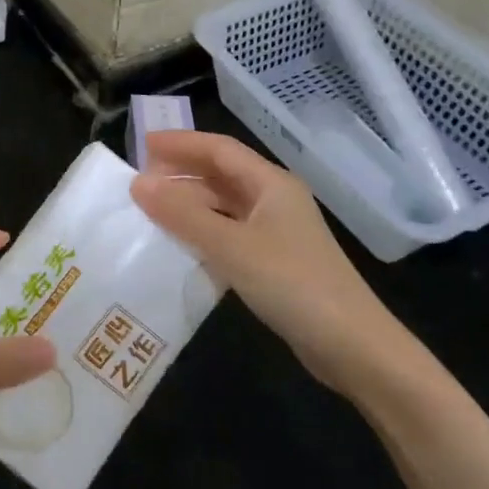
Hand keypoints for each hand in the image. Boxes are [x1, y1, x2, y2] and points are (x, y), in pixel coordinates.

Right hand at [130, 131, 413, 398]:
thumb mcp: (231, 246)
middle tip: (140, 179)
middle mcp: (274, 200)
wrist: (350, 344)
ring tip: (151, 210)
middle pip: (222, 174)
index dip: (181, 143)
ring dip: (190, 204)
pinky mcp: (275, 262)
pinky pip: (230, 233)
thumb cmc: (291, 283)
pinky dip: (203, 232)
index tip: (142, 145)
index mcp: (271, 184)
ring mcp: (277, 232)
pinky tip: (180, 245)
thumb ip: (183, 215)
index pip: (219, 149)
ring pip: (225, 206)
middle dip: (182, 172)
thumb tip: (138, 184)